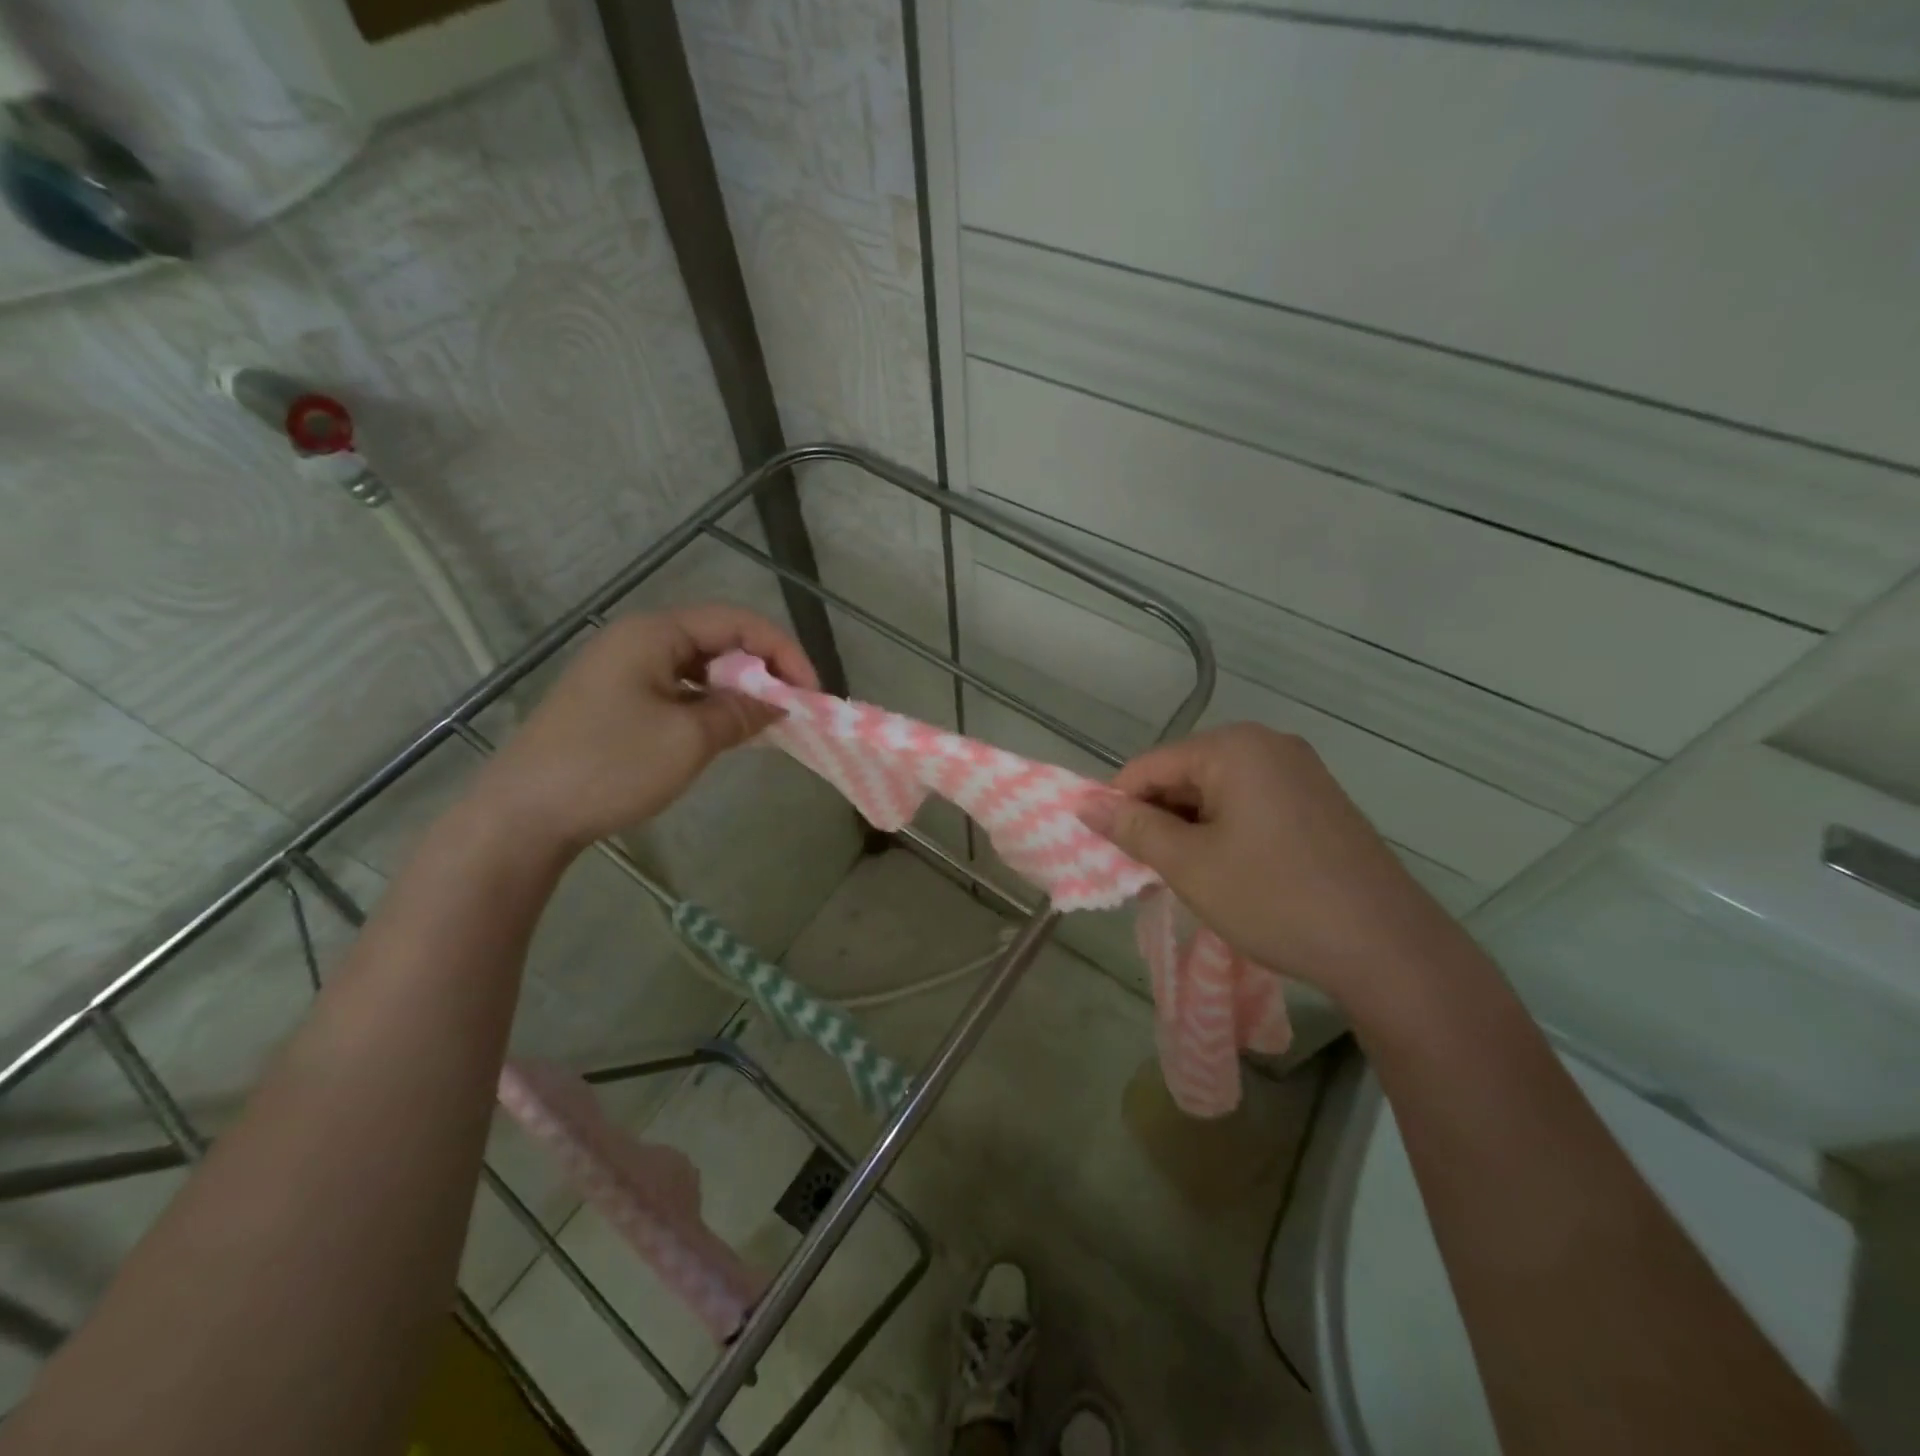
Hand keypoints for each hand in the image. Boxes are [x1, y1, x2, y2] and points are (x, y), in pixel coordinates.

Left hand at [467, 604, 814, 856]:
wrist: (524, 814)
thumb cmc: (610, 766)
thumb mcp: (689, 739)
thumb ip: (741, 711)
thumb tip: (778, 700)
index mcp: (654, 633)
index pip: (737, 622)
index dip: (783, 651)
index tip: (811, 692)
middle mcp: (638, 640)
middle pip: (719, 640)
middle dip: (763, 669)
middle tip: (793, 707)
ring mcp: (623, 670)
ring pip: (699, 667)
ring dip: (737, 689)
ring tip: (767, 720)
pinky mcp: (616, 700)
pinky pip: (678, 689)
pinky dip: (709, 704)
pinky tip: (726, 730)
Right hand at [1078, 723, 1464, 1006]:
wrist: (1388, 948)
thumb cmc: (1275, 898)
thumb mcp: (1190, 865)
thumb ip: (1132, 828)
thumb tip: (1082, 803)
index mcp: (1234, 747)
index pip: (1150, 766)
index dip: (1121, 806)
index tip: (1112, 852)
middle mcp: (1269, 745)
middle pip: (1185, 774)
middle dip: (1159, 819)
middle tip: (1149, 873)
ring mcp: (1300, 772)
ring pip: (1217, 793)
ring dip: (1191, 830)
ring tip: (1188, 879)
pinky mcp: (1319, 802)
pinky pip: (1251, 805)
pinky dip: (1226, 833)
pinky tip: (1229, 873)